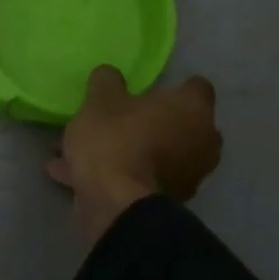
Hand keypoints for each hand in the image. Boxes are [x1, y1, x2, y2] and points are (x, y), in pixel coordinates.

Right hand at [47, 66, 221, 246]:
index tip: (147, 91)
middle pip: (180, 123)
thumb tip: (110, 74)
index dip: (172, 87)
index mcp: (193, 108)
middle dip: (153, 122)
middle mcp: (202, 140)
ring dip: (132, 151)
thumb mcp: (100, 101)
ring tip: (88, 151)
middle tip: (119, 120)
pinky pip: (141, 179)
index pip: (195, 86)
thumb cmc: (116, 140)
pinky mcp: (169, 201)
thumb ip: (107, 81)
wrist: (117, 205)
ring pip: (158, 154)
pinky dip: (118, 176)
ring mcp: (190, 175)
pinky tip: (75, 175)